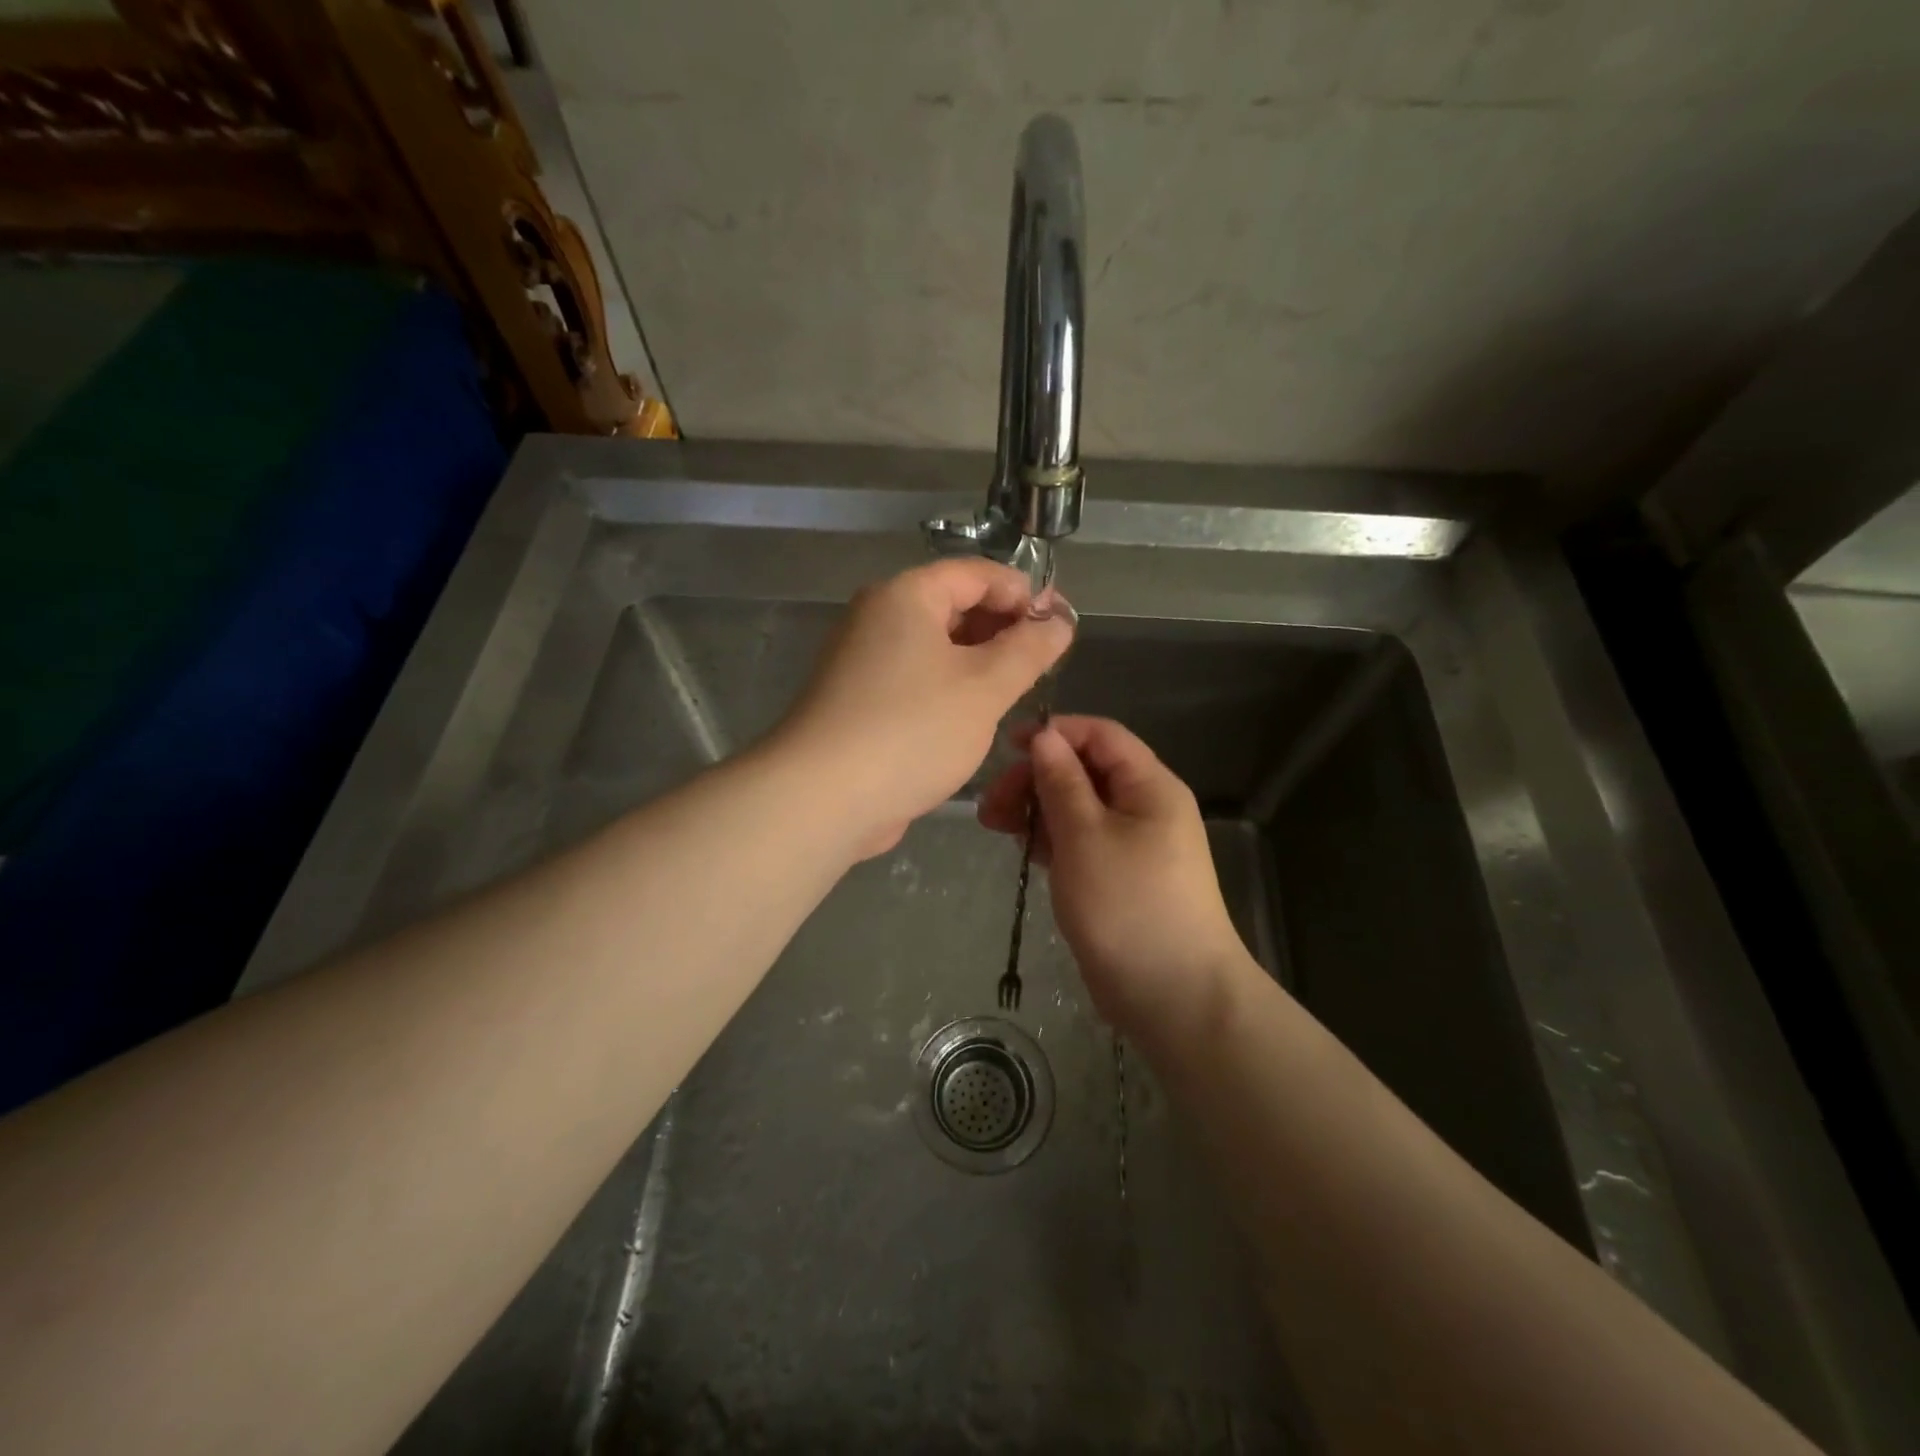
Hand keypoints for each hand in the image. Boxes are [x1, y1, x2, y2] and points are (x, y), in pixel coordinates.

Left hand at [775, 559, 1073, 857]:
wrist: (823, 798)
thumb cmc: (912, 729)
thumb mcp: (986, 687)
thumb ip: (1029, 649)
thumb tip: (1059, 622)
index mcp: (905, 596)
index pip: (977, 573)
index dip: (1023, 593)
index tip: (1059, 626)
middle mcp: (878, 618)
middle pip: (953, 606)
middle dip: (1003, 629)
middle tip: (1044, 663)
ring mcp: (863, 660)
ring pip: (935, 647)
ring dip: (979, 662)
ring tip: (1017, 691)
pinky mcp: (858, 700)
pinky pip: (915, 679)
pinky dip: (949, 688)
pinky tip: (974, 717)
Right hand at [979, 716, 1248, 1040]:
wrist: (1174, 996)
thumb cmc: (1129, 905)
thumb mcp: (1085, 836)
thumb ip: (1061, 782)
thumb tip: (1045, 736)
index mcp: (1149, 786)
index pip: (1100, 736)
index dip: (1054, 733)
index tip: (1007, 746)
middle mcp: (1144, 807)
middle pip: (1084, 771)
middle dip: (1036, 778)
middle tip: (992, 805)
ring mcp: (1132, 845)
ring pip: (1078, 808)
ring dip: (1037, 809)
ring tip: (995, 826)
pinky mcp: (1117, 877)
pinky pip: (1080, 841)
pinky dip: (1050, 839)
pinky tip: (1022, 848)